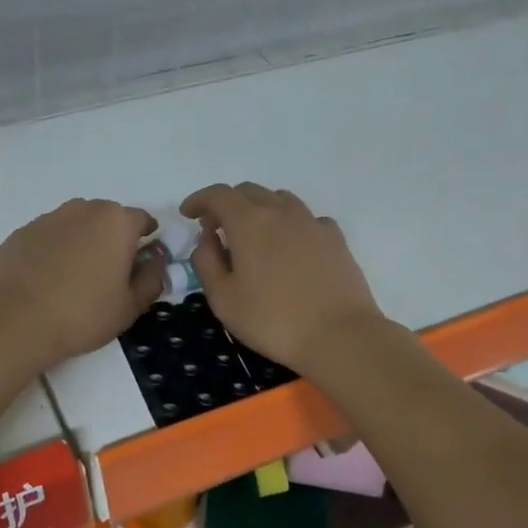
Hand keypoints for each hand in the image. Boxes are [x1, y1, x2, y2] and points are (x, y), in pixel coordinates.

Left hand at [0, 199, 163, 371]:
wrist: (15, 322)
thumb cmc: (83, 314)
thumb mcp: (130, 306)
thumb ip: (151, 278)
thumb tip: (155, 260)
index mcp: (116, 222)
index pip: (142, 220)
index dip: (145, 241)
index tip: (140, 265)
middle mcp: (83, 210)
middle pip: (107, 218)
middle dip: (112, 239)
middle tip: (108, 274)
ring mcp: (48, 218)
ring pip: (75, 225)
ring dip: (81, 242)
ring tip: (75, 278)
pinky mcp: (21, 233)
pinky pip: (48, 237)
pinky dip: (53, 251)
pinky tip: (47, 280)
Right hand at [181, 183, 385, 375]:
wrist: (339, 335)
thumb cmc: (272, 320)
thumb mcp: (223, 299)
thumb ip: (206, 262)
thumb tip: (207, 239)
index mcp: (249, 222)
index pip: (218, 194)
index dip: (199, 200)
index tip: (188, 214)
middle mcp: (280, 212)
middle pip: (248, 191)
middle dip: (227, 204)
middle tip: (217, 230)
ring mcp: (312, 222)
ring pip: (279, 199)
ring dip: (259, 209)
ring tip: (253, 236)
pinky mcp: (335, 238)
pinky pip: (306, 218)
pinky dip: (290, 224)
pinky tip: (290, 246)